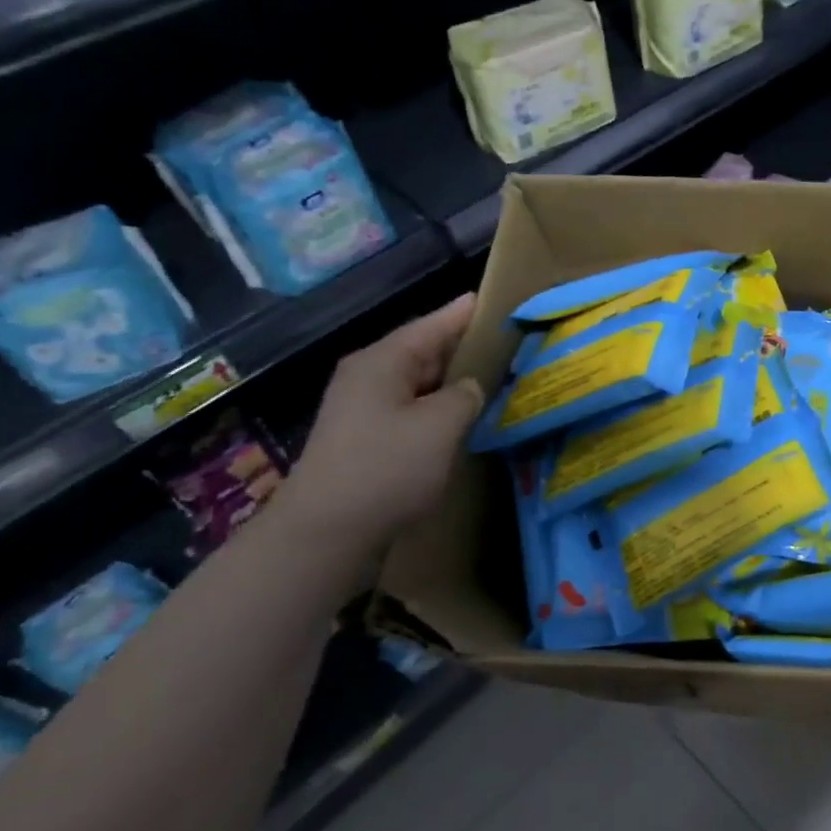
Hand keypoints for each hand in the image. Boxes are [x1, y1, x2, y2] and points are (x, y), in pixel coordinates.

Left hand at [276, 294, 481, 553]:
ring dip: (451, 381)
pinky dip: (437, 408)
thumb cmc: (387, 468)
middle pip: (422, 351)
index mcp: (382, 362)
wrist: (325, 531)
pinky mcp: (365, 439)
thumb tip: (469, 387)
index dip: (463, 313)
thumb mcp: (440, 425)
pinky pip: (409, 409)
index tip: (492, 298)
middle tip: (505, 341)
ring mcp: (362, 409)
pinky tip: (461, 418)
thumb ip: (465, 396)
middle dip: (461, 347)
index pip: (431, 325)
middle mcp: (368, 377)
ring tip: (493, 376)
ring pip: (417, 383)